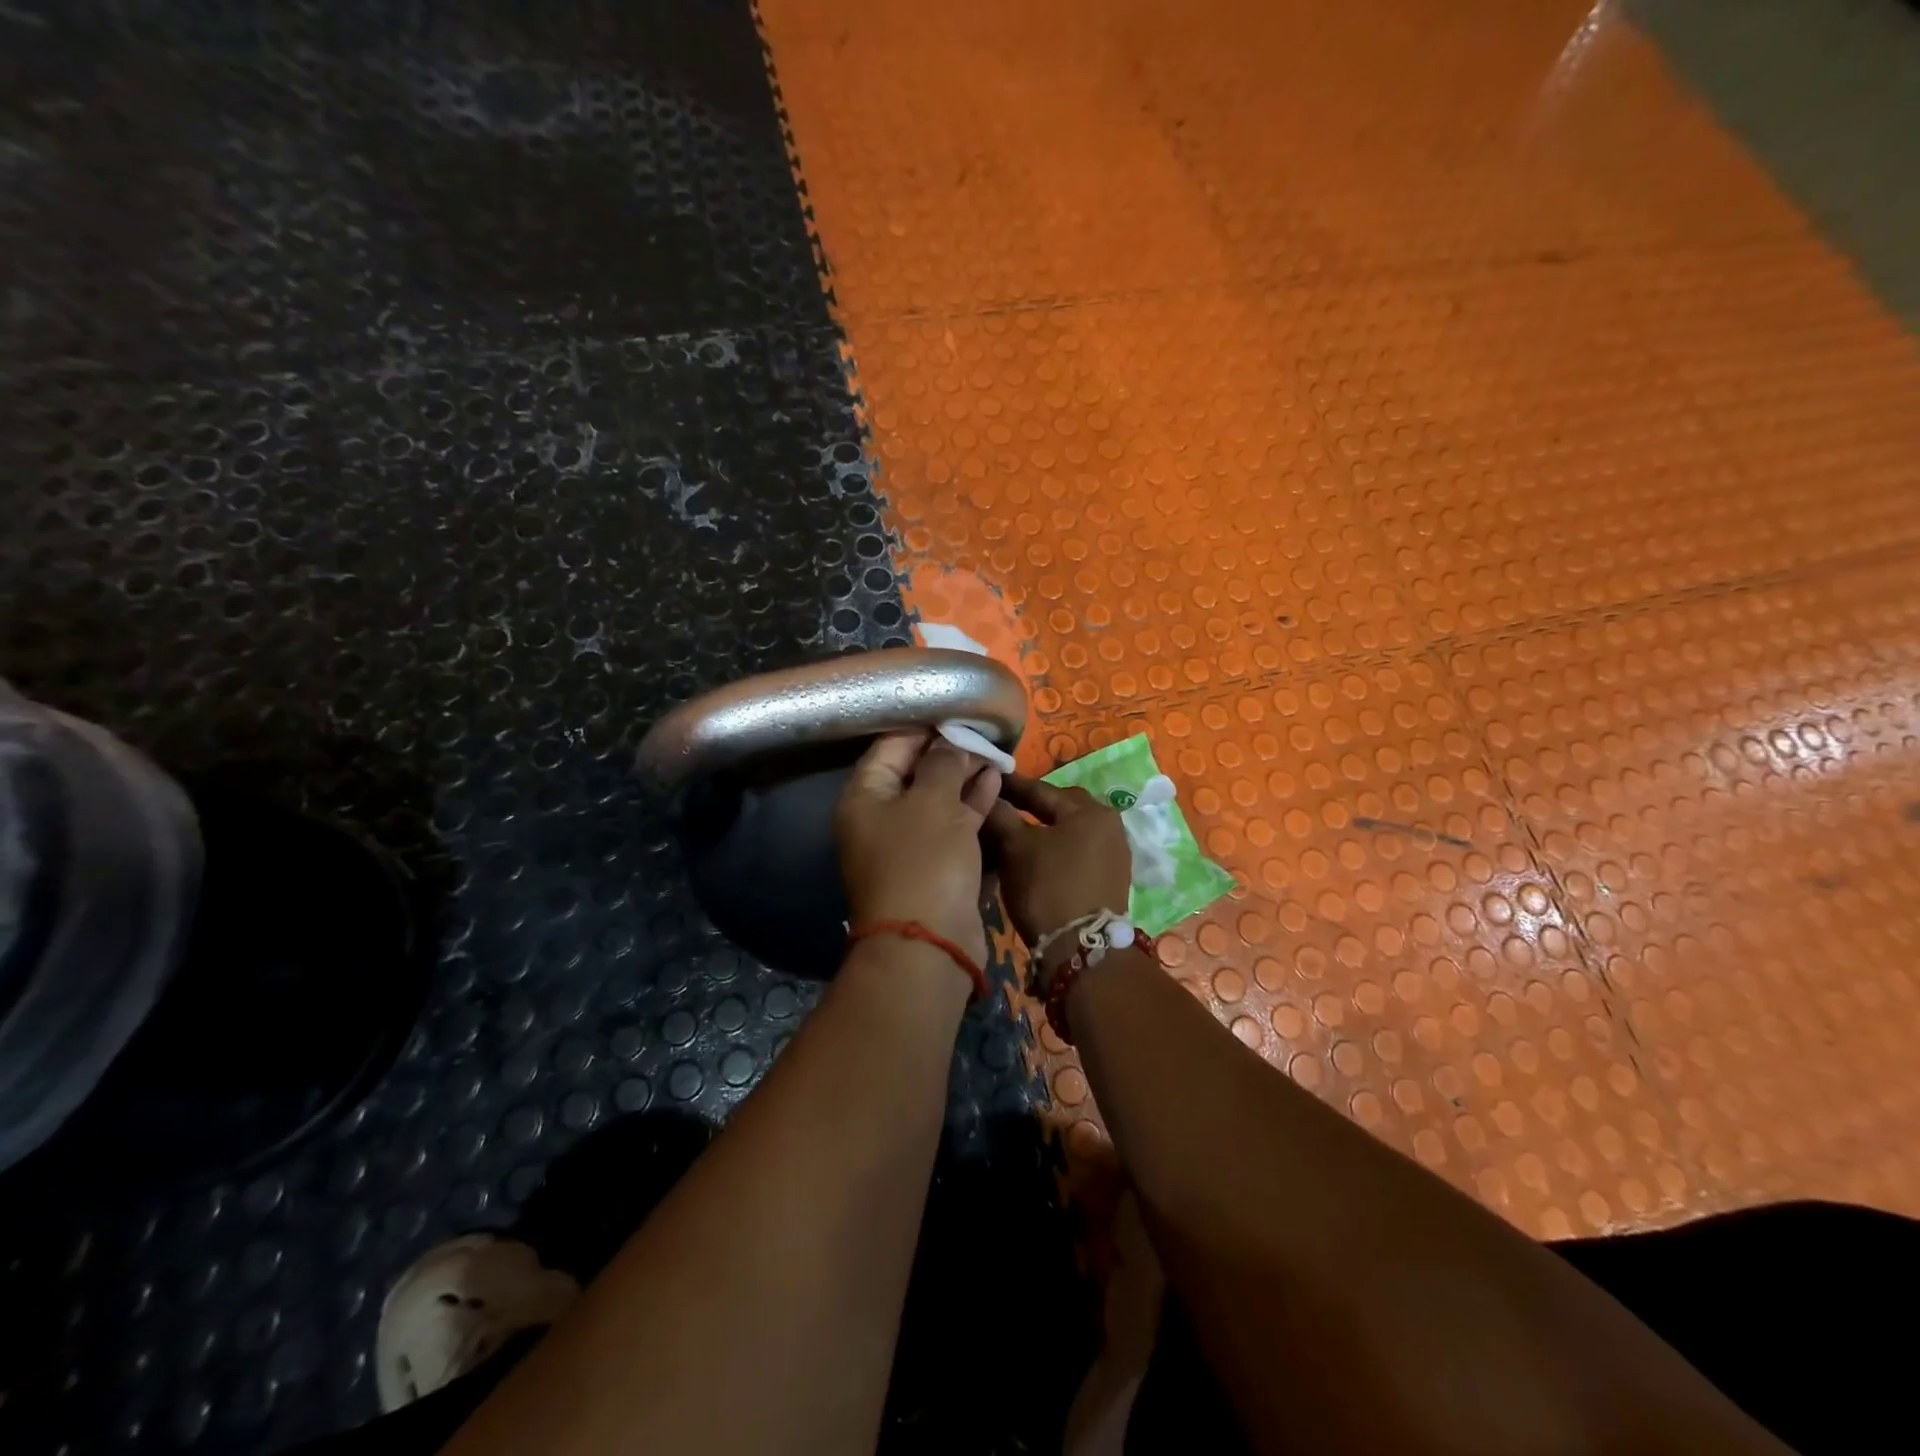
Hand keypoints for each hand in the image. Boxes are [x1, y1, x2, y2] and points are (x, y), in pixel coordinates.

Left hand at [835, 729, 1002, 969]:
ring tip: (995, 755)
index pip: (892, 746)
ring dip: (965, 779)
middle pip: (916, 773)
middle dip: (950, 753)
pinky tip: (996, 784)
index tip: (958, 713)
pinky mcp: (935, 867)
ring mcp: (908, 846)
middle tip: (983, 734)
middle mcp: (881, 819)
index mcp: (866, 797)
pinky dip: (972, 807)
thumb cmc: (924, 860)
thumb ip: (944, 763)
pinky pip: (953, 827)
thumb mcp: (934, 801)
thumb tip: (951, 741)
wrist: (930, 944)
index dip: (925, 727)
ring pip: (938, 800)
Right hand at [985, 774, 1132, 969]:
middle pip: (1059, 807)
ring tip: (1014, 833)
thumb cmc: (1047, 888)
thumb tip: (987, 794)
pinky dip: (1056, 849)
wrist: (1081, 950)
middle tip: (1000, 806)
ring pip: (1068, 830)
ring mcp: (1114, 853)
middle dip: (1029, 806)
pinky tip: (1035, 857)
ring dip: (1043, 829)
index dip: (1009, 785)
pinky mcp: (1111, 878)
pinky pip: (1077, 851)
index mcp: (1089, 810)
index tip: (986, 778)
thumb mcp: (1015, 848)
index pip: (1040, 789)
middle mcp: (1109, 824)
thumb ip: (1000, 816)